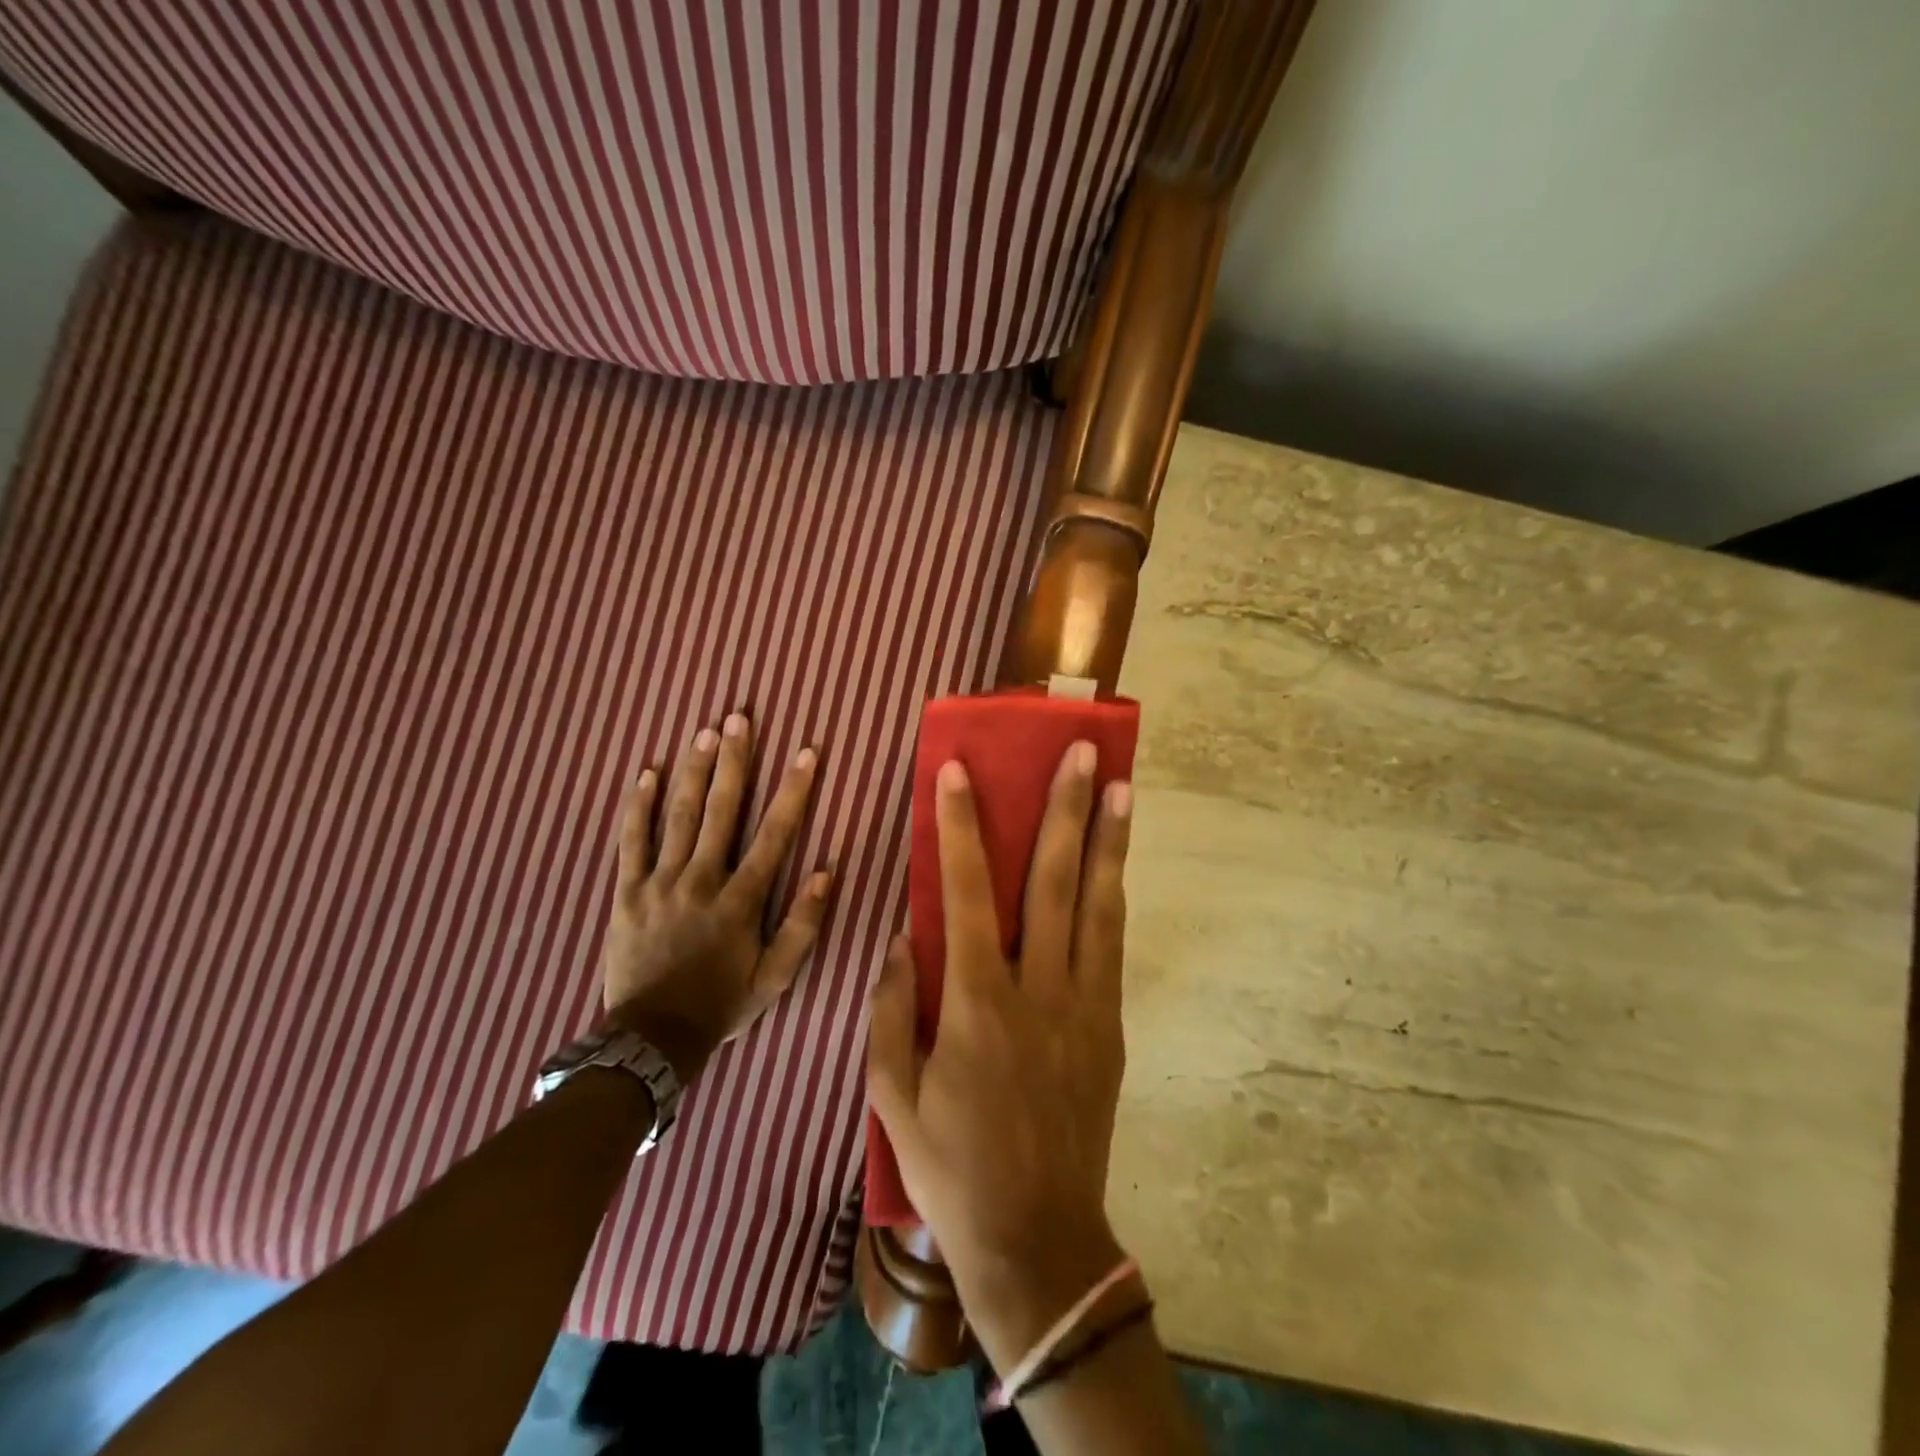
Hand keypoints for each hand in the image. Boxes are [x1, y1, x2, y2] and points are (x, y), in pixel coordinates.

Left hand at [602, 713, 830, 1083]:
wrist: (651, 1039)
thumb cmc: (722, 1005)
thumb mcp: (776, 978)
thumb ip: (803, 925)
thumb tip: (826, 872)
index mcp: (741, 901)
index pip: (774, 835)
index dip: (793, 792)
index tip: (806, 753)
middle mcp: (701, 880)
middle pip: (720, 811)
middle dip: (733, 761)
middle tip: (739, 718)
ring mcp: (659, 883)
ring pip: (677, 816)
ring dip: (693, 771)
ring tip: (704, 732)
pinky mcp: (627, 892)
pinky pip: (630, 842)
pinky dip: (638, 806)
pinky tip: (646, 773)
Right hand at [866, 742, 1133, 1370]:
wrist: (1037, 1240)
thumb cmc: (952, 1167)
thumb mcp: (893, 1095)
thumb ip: (892, 1008)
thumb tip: (902, 938)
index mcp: (978, 1002)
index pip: (968, 893)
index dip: (961, 827)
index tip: (960, 771)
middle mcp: (1039, 989)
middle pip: (1054, 882)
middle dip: (1065, 809)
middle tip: (1081, 753)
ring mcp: (1084, 1005)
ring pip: (1099, 905)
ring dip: (1109, 841)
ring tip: (1120, 787)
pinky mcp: (1109, 1026)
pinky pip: (1112, 945)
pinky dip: (1113, 895)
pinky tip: (1116, 864)